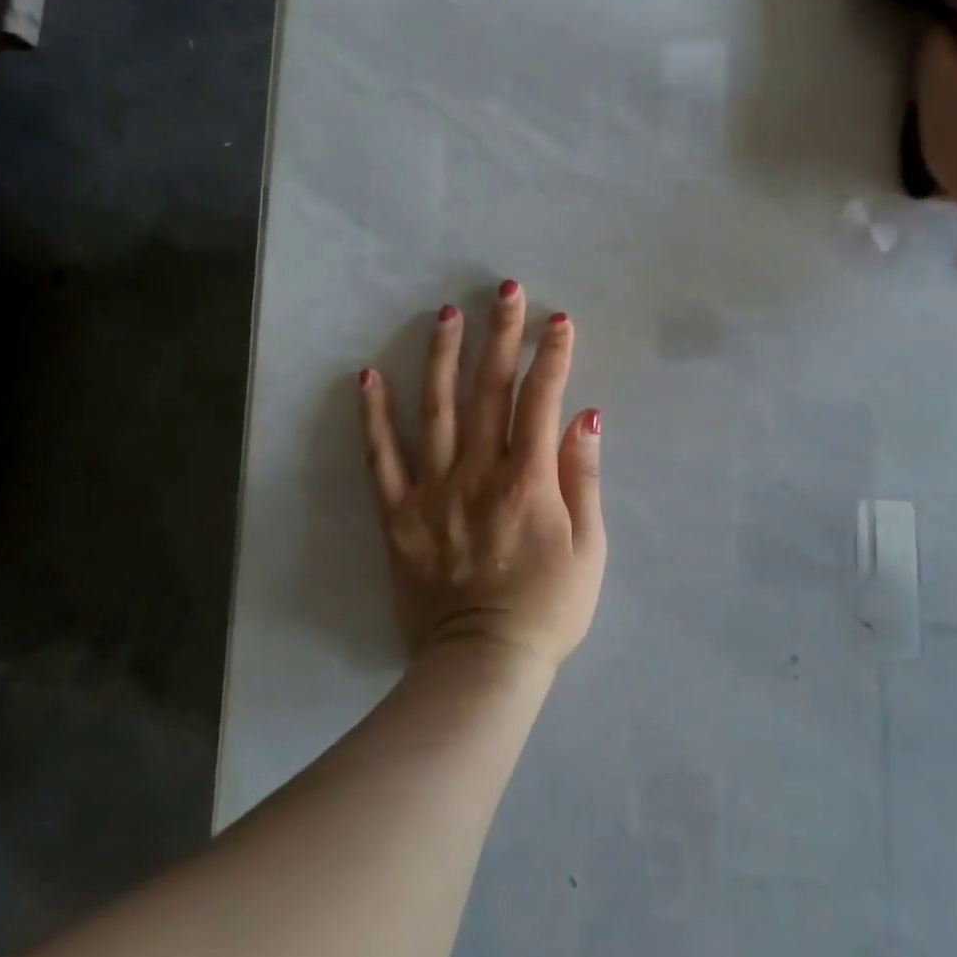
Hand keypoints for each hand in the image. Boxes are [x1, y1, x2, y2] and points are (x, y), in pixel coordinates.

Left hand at [357, 281, 606, 669]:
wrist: (481, 666)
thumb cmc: (548, 607)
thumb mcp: (589, 549)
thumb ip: (584, 478)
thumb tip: (586, 416)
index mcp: (528, 479)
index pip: (541, 399)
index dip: (552, 355)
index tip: (558, 319)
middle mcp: (478, 472)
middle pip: (490, 390)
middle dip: (501, 335)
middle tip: (505, 290)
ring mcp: (433, 491)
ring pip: (436, 410)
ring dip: (442, 357)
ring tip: (446, 314)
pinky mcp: (398, 515)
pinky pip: (381, 459)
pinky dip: (373, 417)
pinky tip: (368, 376)